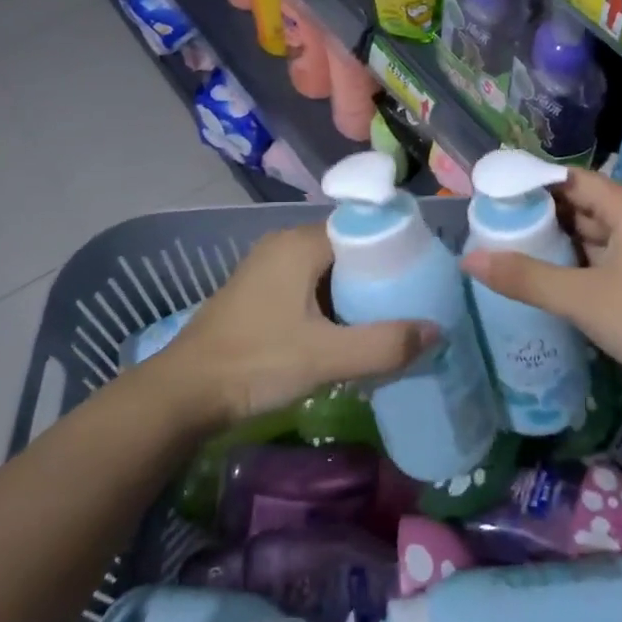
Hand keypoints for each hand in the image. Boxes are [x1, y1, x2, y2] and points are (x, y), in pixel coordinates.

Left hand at [143, 224, 430, 429]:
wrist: (184, 393)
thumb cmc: (256, 363)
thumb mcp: (326, 357)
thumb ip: (384, 344)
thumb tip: (437, 330)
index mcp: (300, 243)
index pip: (363, 229)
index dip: (397, 249)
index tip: (424, 275)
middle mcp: (284, 243)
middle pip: (348, 249)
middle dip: (380, 274)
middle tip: (412, 301)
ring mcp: (268, 266)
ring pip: (329, 269)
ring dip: (356, 291)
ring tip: (389, 317)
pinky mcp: (259, 291)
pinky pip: (310, 284)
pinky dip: (333, 301)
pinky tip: (348, 329)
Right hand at [460, 168, 621, 411]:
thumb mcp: (582, 299)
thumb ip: (525, 277)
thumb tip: (468, 259)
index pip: (571, 180)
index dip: (531, 184)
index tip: (492, 195)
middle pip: (579, 203)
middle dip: (537, 213)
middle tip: (490, 222)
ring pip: (588, 232)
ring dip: (553, 238)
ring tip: (504, 244)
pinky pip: (598, 254)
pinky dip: (570, 260)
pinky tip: (539, 271)